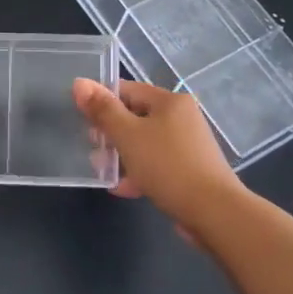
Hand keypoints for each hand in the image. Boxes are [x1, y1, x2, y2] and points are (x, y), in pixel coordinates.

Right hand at [73, 78, 244, 232]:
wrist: (213, 211)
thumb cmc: (167, 165)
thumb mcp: (127, 135)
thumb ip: (102, 109)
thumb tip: (79, 82)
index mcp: (170, 101)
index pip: (127, 90)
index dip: (102, 102)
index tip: (83, 121)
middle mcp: (182, 117)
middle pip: (135, 117)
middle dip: (110, 133)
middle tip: (93, 149)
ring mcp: (187, 145)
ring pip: (144, 143)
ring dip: (121, 155)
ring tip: (103, 171)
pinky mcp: (189, 170)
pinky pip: (156, 163)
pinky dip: (139, 171)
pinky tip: (123, 188)